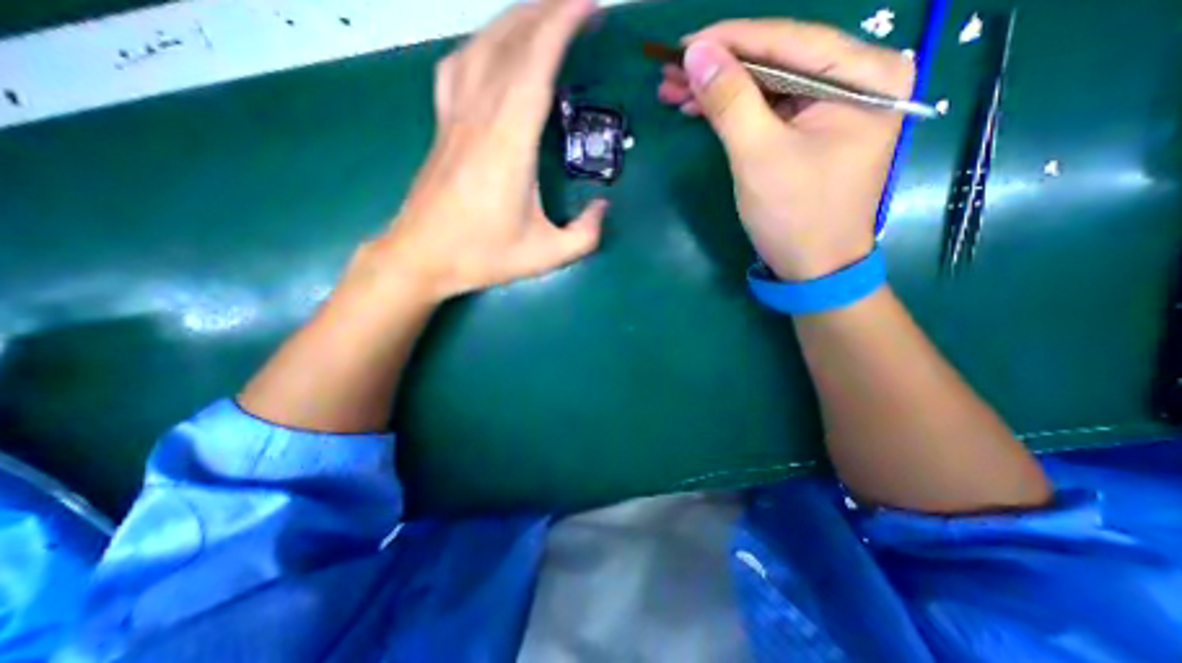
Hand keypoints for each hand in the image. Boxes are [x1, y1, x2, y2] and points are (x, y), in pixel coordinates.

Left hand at [372, 0, 602, 302]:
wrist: (422, 257)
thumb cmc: (483, 256)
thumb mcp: (546, 255)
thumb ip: (585, 235)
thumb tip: (603, 208)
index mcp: (508, 144)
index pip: (535, 65)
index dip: (562, 25)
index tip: (589, 5)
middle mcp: (479, 117)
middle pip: (509, 42)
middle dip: (545, 11)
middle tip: (577, 4)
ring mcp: (454, 117)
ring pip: (480, 46)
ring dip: (513, 21)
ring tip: (542, 15)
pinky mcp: (442, 125)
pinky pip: (457, 66)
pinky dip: (479, 45)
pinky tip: (491, 48)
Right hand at [656, 17, 910, 280]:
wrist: (812, 268)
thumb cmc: (794, 215)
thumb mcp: (758, 156)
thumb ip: (730, 100)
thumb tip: (697, 52)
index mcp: (864, 76)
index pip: (787, 40)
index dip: (730, 40)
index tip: (683, 45)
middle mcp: (856, 80)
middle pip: (775, 61)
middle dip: (719, 69)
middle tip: (671, 74)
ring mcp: (832, 107)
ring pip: (766, 86)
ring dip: (720, 91)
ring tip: (675, 93)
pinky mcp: (811, 131)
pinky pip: (768, 110)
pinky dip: (734, 111)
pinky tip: (702, 110)